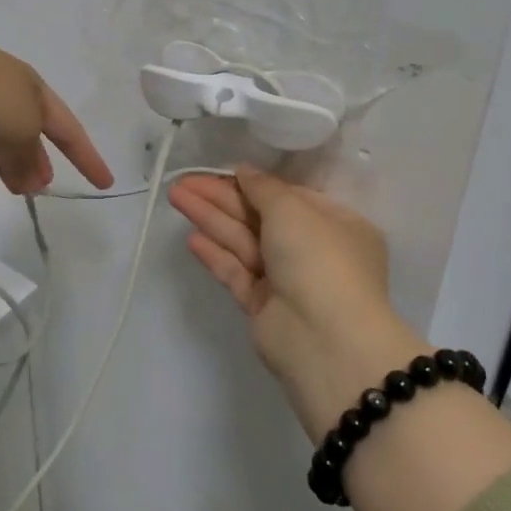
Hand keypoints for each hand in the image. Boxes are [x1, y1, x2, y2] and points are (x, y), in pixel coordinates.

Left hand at [0, 19, 112, 201]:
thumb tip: (32, 182)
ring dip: (6, 165)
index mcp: (32, 88)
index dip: (87, 156)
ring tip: (10, 192)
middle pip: (29, 131)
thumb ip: (29, 160)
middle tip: (42, 186)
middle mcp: (3, 90)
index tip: (104, 182)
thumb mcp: (21, 131)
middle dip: (38, 159)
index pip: (68, 127)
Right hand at [169, 165, 426, 435]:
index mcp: (335, 224)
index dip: (252, 182)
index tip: (220, 170)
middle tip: (183, 182)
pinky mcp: (263, 305)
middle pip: (259, 217)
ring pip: (243, 242)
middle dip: (221, 198)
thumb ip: (263, 187)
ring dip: (210, 218)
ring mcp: (286, 280)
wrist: (326, 340)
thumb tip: (244, 171)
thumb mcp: (292, 210)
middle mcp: (312, 250)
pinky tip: (191, 239)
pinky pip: (237, 272)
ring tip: (176, 197)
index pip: (288, 196)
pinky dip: (215, 254)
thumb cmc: (319, 259)